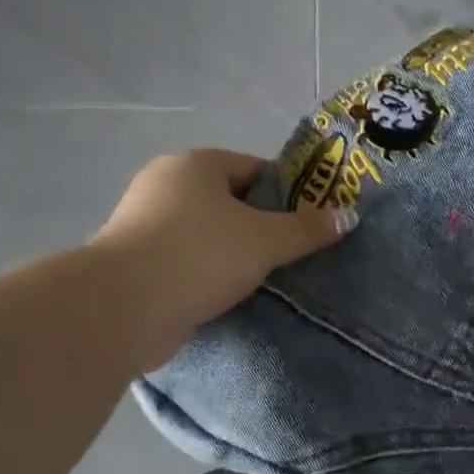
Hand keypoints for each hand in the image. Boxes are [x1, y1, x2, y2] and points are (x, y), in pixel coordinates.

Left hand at [89, 149, 353, 368]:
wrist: (123, 308)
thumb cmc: (200, 256)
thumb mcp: (265, 241)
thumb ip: (307, 229)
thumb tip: (349, 216)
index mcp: (196, 165)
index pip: (254, 168)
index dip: (287, 192)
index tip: (308, 222)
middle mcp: (165, 184)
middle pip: (229, 200)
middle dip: (261, 225)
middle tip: (292, 253)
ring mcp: (144, 222)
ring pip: (207, 233)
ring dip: (233, 252)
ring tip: (266, 278)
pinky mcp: (135, 261)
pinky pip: (186, 259)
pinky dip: (208, 273)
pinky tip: (229, 295)